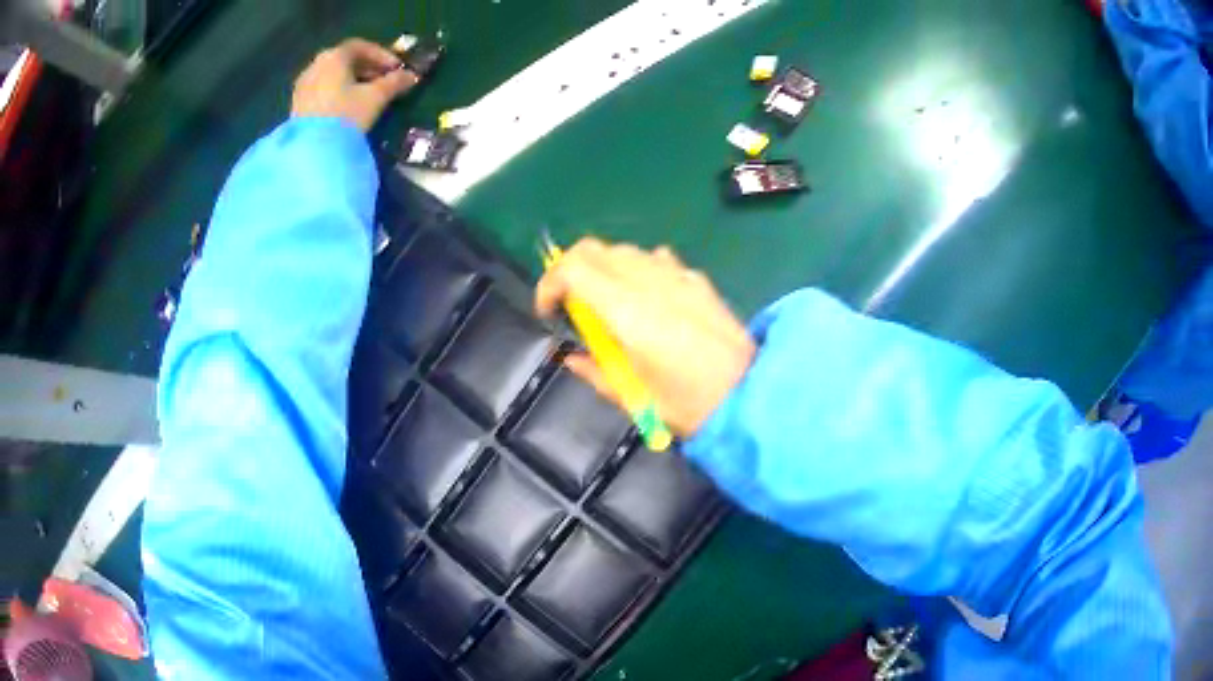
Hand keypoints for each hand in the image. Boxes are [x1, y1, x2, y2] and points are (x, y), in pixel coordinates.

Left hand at [292, 38, 418, 131]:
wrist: (312, 150)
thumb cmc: (346, 115)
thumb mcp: (376, 97)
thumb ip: (394, 82)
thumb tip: (412, 76)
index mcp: (334, 56)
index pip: (361, 46)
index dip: (381, 55)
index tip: (396, 68)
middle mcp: (316, 64)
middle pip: (345, 59)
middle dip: (367, 68)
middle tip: (384, 81)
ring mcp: (303, 84)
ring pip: (332, 75)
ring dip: (352, 80)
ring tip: (367, 95)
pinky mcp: (297, 104)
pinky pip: (321, 89)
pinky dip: (337, 91)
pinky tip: (347, 106)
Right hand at [536, 239, 756, 437]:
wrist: (750, 395)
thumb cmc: (688, 404)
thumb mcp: (632, 397)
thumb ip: (593, 370)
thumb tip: (570, 357)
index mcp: (626, 310)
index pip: (571, 268)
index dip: (548, 285)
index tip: (548, 313)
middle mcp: (648, 281)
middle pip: (593, 249)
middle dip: (570, 271)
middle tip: (571, 306)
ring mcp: (676, 276)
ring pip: (624, 251)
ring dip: (603, 269)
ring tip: (607, 305)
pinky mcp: (697, 280)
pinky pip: (656, 260)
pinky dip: (637, 271)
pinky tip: (647, 300)